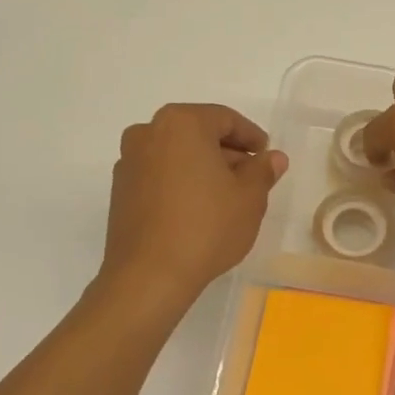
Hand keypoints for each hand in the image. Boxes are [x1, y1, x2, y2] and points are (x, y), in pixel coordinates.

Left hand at [100, 103, 286, 310]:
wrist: (149, 275)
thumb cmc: (207, 227)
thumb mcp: (249, 198)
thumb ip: (263, 170)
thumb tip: (273, 157)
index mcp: (181, 123)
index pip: (225, 119)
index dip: (251, 137)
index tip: (266, 156)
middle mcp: (148, 133)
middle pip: (197, 134)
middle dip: (226, 153)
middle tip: (251, 178)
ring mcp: (129, 162)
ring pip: (176, 155)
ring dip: (202, 169)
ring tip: (226, 198)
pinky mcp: (120, 191)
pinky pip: (159, 176)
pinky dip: (180, 183)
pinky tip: (197, 211)